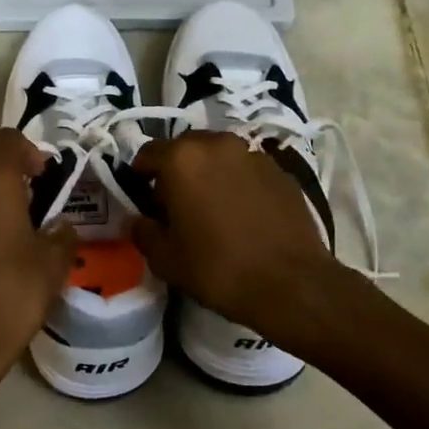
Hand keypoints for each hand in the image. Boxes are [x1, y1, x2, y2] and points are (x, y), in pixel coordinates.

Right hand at [129, 132, 339, 337]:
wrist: (292, 284)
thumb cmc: (218, 268)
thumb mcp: (166, 259)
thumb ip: (143, 232)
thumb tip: (137, 221)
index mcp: (182, 158)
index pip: (147, 154)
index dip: (140, 177)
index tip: (143, 202)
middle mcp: (218, 144)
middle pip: (185, 149)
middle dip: (177, 172)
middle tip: (177, 206)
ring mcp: (254, 154)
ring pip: (219, 157)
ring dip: (210, 174)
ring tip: (212, 209)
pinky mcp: (281, 171)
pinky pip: (247, 170)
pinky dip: (238, 184)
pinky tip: (243, 215)